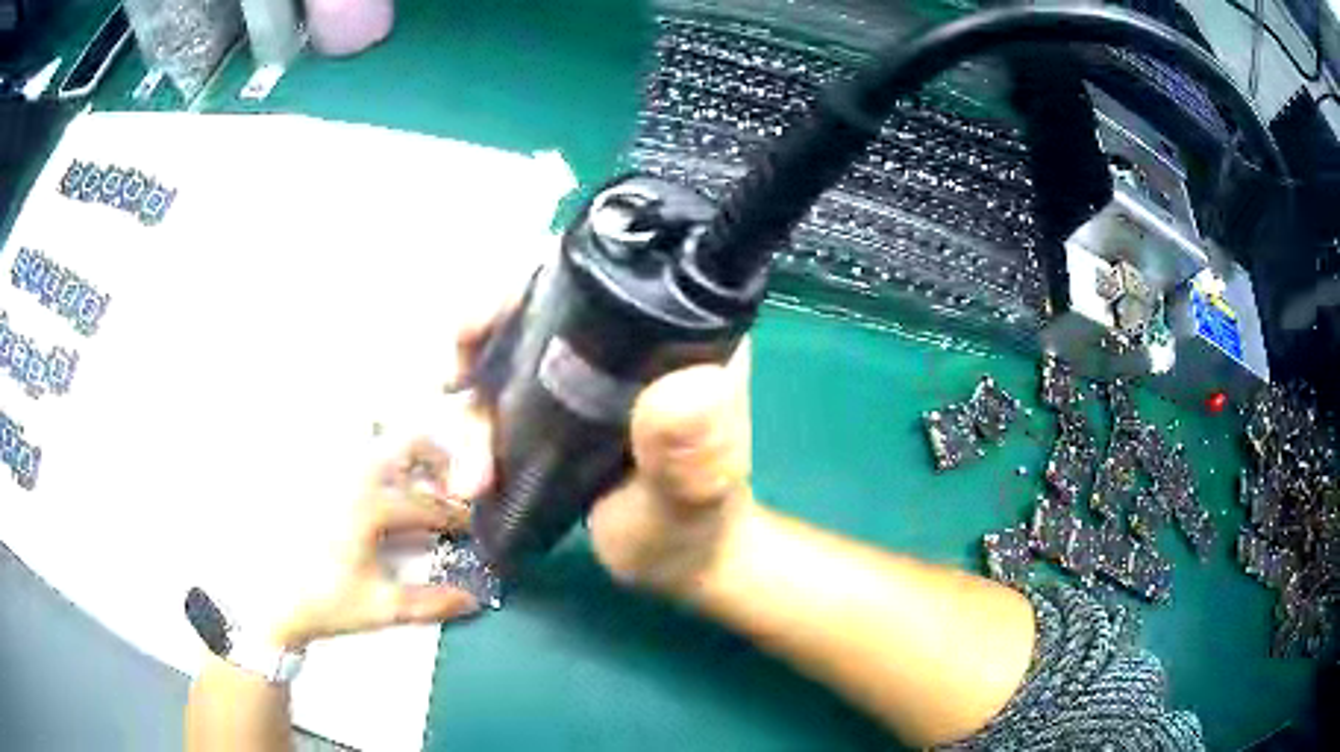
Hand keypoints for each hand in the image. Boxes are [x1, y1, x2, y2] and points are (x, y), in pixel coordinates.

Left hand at [266, 440, 482, 650]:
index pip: (429, 505)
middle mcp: (353, 475)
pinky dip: (372, 459)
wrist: (272, 598)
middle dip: (439, 462)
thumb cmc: (328, 601)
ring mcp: (332, 469)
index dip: (457, 517)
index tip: (470, 527)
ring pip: (379, 440)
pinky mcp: (315, 473)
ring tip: (413, 487)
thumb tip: (474, 600)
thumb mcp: (383, 607)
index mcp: (371, 506)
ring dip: (405, 457)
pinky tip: (374, 489)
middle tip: (448, 489)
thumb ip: (433, 603)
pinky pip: (351, 450)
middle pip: (409, 444)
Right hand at [456, 276, 755, 595]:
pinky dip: (476, 430)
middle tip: (454, 382)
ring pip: (509, 357)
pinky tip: (470, 474)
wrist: (674, 567)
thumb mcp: (690, 495)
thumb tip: (695, 383)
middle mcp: (627, 342)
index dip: (528, 282)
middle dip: (482, 338)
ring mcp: (589, 376)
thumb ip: (692, 451)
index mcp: (674, 336)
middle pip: (536, 306)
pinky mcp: (562, 412)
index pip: (597, 274)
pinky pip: (504, 400)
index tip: (479, 323)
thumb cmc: (693, 531)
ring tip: (471, 473)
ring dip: (474, 407)